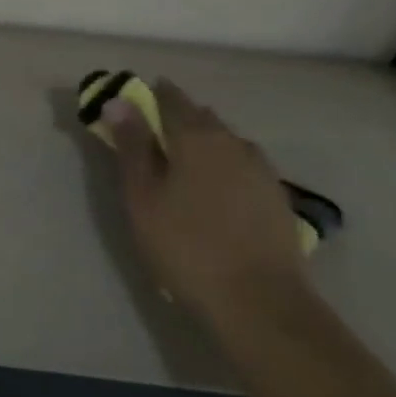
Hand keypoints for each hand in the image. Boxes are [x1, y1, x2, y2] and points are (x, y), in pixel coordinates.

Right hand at [104, 80, 307, 320]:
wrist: (259, 301)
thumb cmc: (185, 245)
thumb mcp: (143, 196)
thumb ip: (132, 145)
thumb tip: (119, 100)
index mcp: (197, 137)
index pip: (170, 99)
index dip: (148, 95)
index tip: (130, 100)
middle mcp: (234, 142)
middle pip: (200, 117)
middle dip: (175, 117)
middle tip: (148, 135)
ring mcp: (261, 169)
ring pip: (224, 141)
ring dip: (200, 141)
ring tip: (179, 163)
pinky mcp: (276, 196)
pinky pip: (241, 164)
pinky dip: (221, 165)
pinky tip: (212, 188)